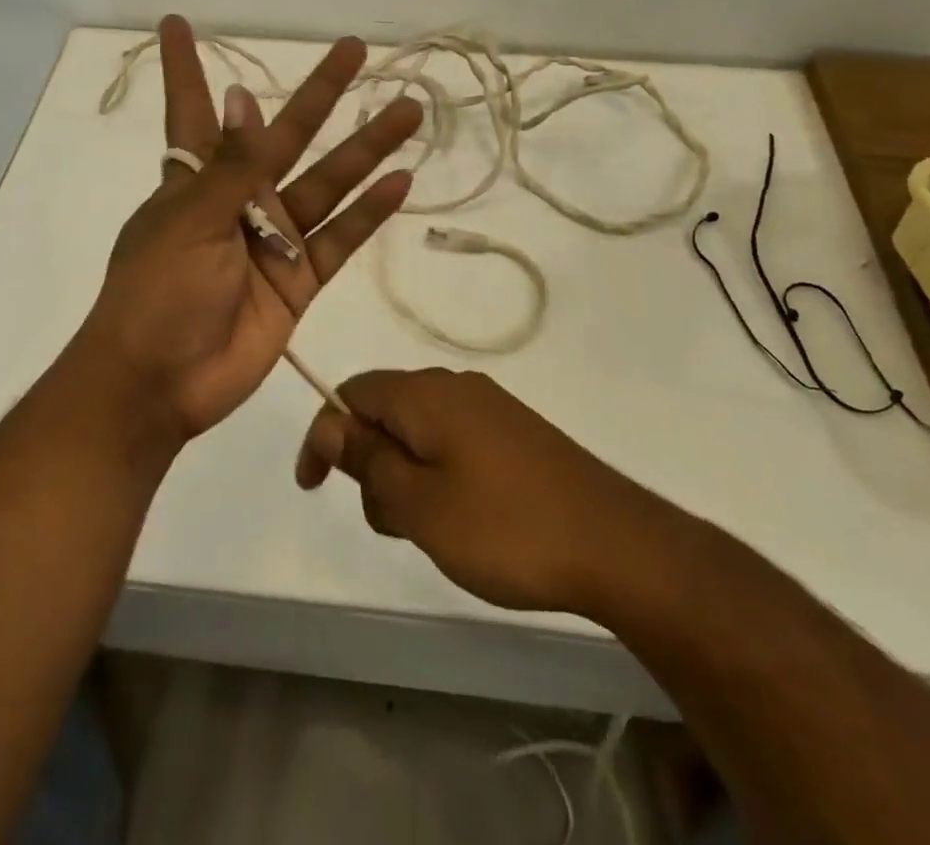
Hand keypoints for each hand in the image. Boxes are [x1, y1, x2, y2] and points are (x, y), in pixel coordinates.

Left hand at [76, 16, 422, 438]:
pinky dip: (369, 212)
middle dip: (319, 92)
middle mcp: (239, 199)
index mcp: (195, 179)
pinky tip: (401, 180)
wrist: (159, 383)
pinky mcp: (299, 280)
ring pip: (329, 182)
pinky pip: (341, 237)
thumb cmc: (156, 292)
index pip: (192, 109)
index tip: (177, 23)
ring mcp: (273, 239)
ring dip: (368, 148)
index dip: (185, 67)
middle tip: (355, 49)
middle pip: (287, 134)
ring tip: (408, 109)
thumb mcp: (188, 220)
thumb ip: (229, 166)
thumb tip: (242, 97)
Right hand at [294, 369, 653, 614]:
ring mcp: (489, 408)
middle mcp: (454, 387)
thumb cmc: (505, 527)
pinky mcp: (514, 433)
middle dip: (370, 463)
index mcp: (424, 394)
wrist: (614, 542)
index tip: (314, 488)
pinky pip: (453, 443)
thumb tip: (330, 423)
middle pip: (385, 411)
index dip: (324, 435)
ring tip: (433, 530)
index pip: (351, 392)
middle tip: (392, 522)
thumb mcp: (419, 503)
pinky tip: (465, 521)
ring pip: (419, 431)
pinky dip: (438, 476)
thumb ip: (367, 460)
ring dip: (406, 476)